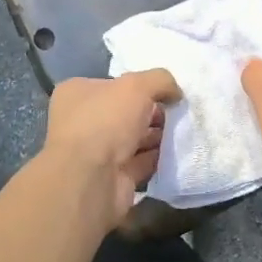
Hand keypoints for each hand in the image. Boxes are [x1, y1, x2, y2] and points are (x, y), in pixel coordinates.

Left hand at [40, 68, 181, 221]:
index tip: (165, 91)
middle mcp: (83, 121)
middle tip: (178, 113)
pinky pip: (141, 162)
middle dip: (153, 113)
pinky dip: (158, 158)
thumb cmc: (106, 121)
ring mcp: (97, 152)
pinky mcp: (112, 177)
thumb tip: (175, 93)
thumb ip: (160, 80)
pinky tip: (178, 152)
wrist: (91, 181)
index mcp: (78, 93)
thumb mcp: (137, 86)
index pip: (113, 84)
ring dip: (158, 135)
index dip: (140, 86)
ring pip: (134, 138)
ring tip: (183, 131)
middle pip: (126, 112)